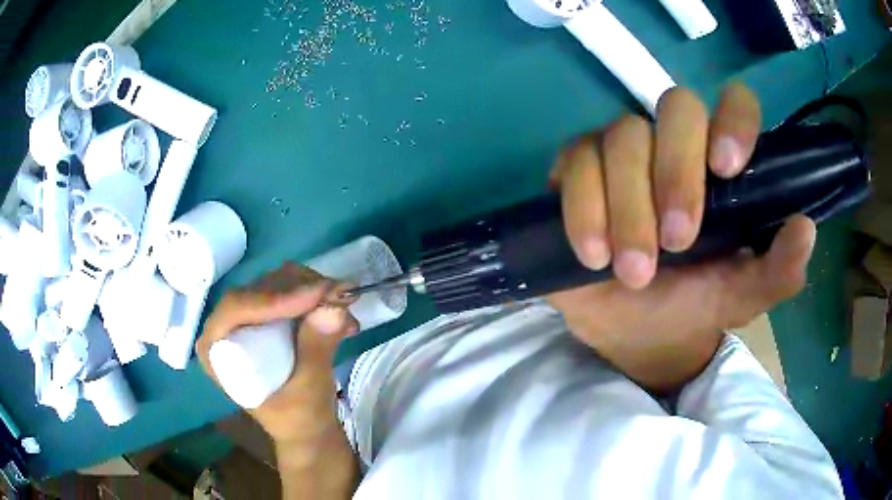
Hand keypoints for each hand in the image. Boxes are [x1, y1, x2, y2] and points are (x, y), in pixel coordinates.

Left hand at [196, 263, 357, 443]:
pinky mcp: (266, 318)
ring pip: (277, 284)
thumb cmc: (299, 420)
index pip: (236, 308)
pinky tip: (341, 314)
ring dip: (314, 290)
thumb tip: (333, 309)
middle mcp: (225, 328)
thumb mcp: (308, 391)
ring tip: (346, 309)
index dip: (275, 297)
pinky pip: (290, 292)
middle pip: (258, 289)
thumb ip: (316, 350)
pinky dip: (317, 297)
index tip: (316, 295)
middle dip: (301, 289)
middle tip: (342, 296)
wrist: (307, 430)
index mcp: (215, 351)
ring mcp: (246, 320)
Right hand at [548, 84, 815, 391]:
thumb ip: (778, 271)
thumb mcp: (742, 296)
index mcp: (721, 166)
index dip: (732, 119)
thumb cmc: (694, 305)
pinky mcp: (578, 169)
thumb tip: (805, 228)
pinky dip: (583, 209)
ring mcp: (623, 151)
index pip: (733, 105)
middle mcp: (674, 144)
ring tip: (634, 272)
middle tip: (677, 242)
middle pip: (675, 107)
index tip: (725, 167)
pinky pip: (574, 162)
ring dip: (628, 206)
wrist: (633, 331)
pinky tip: (593, 256)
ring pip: (621, 136)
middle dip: (676, 172)